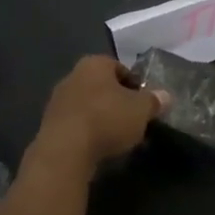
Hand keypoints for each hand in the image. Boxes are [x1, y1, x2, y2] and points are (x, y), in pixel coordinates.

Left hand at [30, 55, 164, 178]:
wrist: (65, 151)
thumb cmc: (106, 119)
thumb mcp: (141, 110)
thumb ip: (154, 101)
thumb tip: (166, 96)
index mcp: (95, 63)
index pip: (120, 68)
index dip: (135, 85)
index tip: (144, 104)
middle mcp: (73, 75)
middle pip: (102, 86)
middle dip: (117, 101)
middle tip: (132, 120)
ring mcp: (58, 100)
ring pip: (88, 105)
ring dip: (101, 118)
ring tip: (116, 138)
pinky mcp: (49, 124)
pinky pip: (76, 123)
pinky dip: (87, 132)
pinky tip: (97, 148)